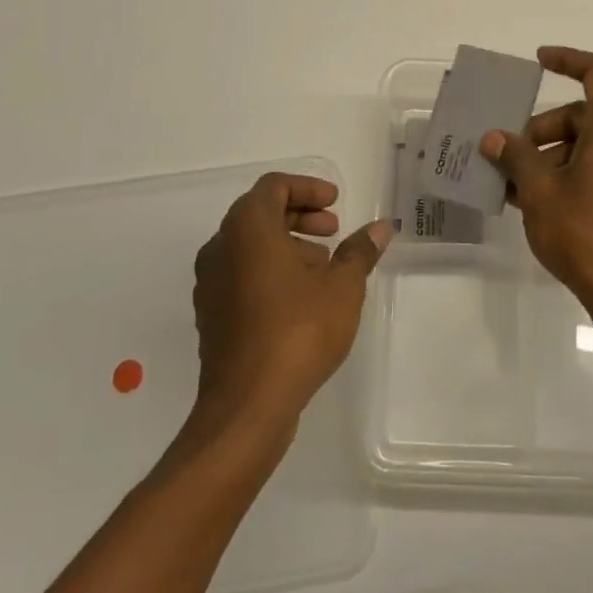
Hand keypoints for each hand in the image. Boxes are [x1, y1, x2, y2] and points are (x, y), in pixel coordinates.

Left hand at [191, 172, 389, 427]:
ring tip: (324, 267)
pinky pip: (240, 273)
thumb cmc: (298, 331)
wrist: (247, 405)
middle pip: (259, 213)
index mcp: (247, 228)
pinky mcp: (210, 314)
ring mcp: (210, 282)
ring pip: (249, 245)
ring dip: (286, 244)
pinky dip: (269, 270)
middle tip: (333, 230)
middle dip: (299, 215)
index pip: (273, 187)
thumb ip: (360, 251)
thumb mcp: (343, 287)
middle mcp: (220, 247)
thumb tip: (382, 227)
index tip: (335, 204)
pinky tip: (300, 298)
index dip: (307, 188)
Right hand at [480, 47, 592, 326]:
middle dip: (543, 128)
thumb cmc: (585, 234)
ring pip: (589, 145)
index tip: (538, 61)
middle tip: (510, 153)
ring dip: (551, 156)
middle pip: (584, 114)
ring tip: (515, 185)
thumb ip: (516, 157)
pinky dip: (570, 175)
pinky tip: (537, 204)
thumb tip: (495, 138)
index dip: (568, 59)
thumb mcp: (539, 192)